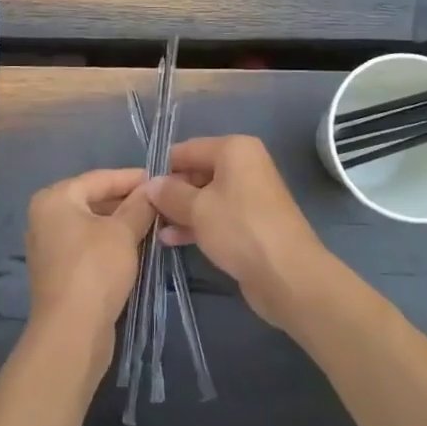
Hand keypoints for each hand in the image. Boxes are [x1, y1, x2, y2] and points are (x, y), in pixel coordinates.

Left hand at [24, 168, 154, 377]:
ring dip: (122, 223)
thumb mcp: (123, 232)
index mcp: (55, 198)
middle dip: (128, 201)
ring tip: (155, 221)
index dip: (133, 178)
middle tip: (161, 201)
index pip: (100, 178)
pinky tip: (136, 245)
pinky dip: (110, 243)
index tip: (162, 178)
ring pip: (93, 224)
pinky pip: (88, 245)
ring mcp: (50, 246)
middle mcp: (46, 217)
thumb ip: (139, 205)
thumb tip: (153, 188)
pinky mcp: (59, 271)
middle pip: (94, 200)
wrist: (71, 333)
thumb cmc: (95, 270)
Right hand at [150, 135, 329, 331]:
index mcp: (234, 149)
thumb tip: (149, 184)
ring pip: (206, 196)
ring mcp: (249, 195)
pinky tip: (171, 239)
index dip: (162, 167)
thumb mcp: (197, 209)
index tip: (138, 187)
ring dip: (181, 211)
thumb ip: (170, 194)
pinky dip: (197, 224)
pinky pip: (217, 216)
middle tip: (144, 210)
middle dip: (172, 192)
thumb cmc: (240, 228)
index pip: (188, 149)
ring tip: (153, 227)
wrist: (288, 275)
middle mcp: (244, 165)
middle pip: (197, 172)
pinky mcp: (251, 223)